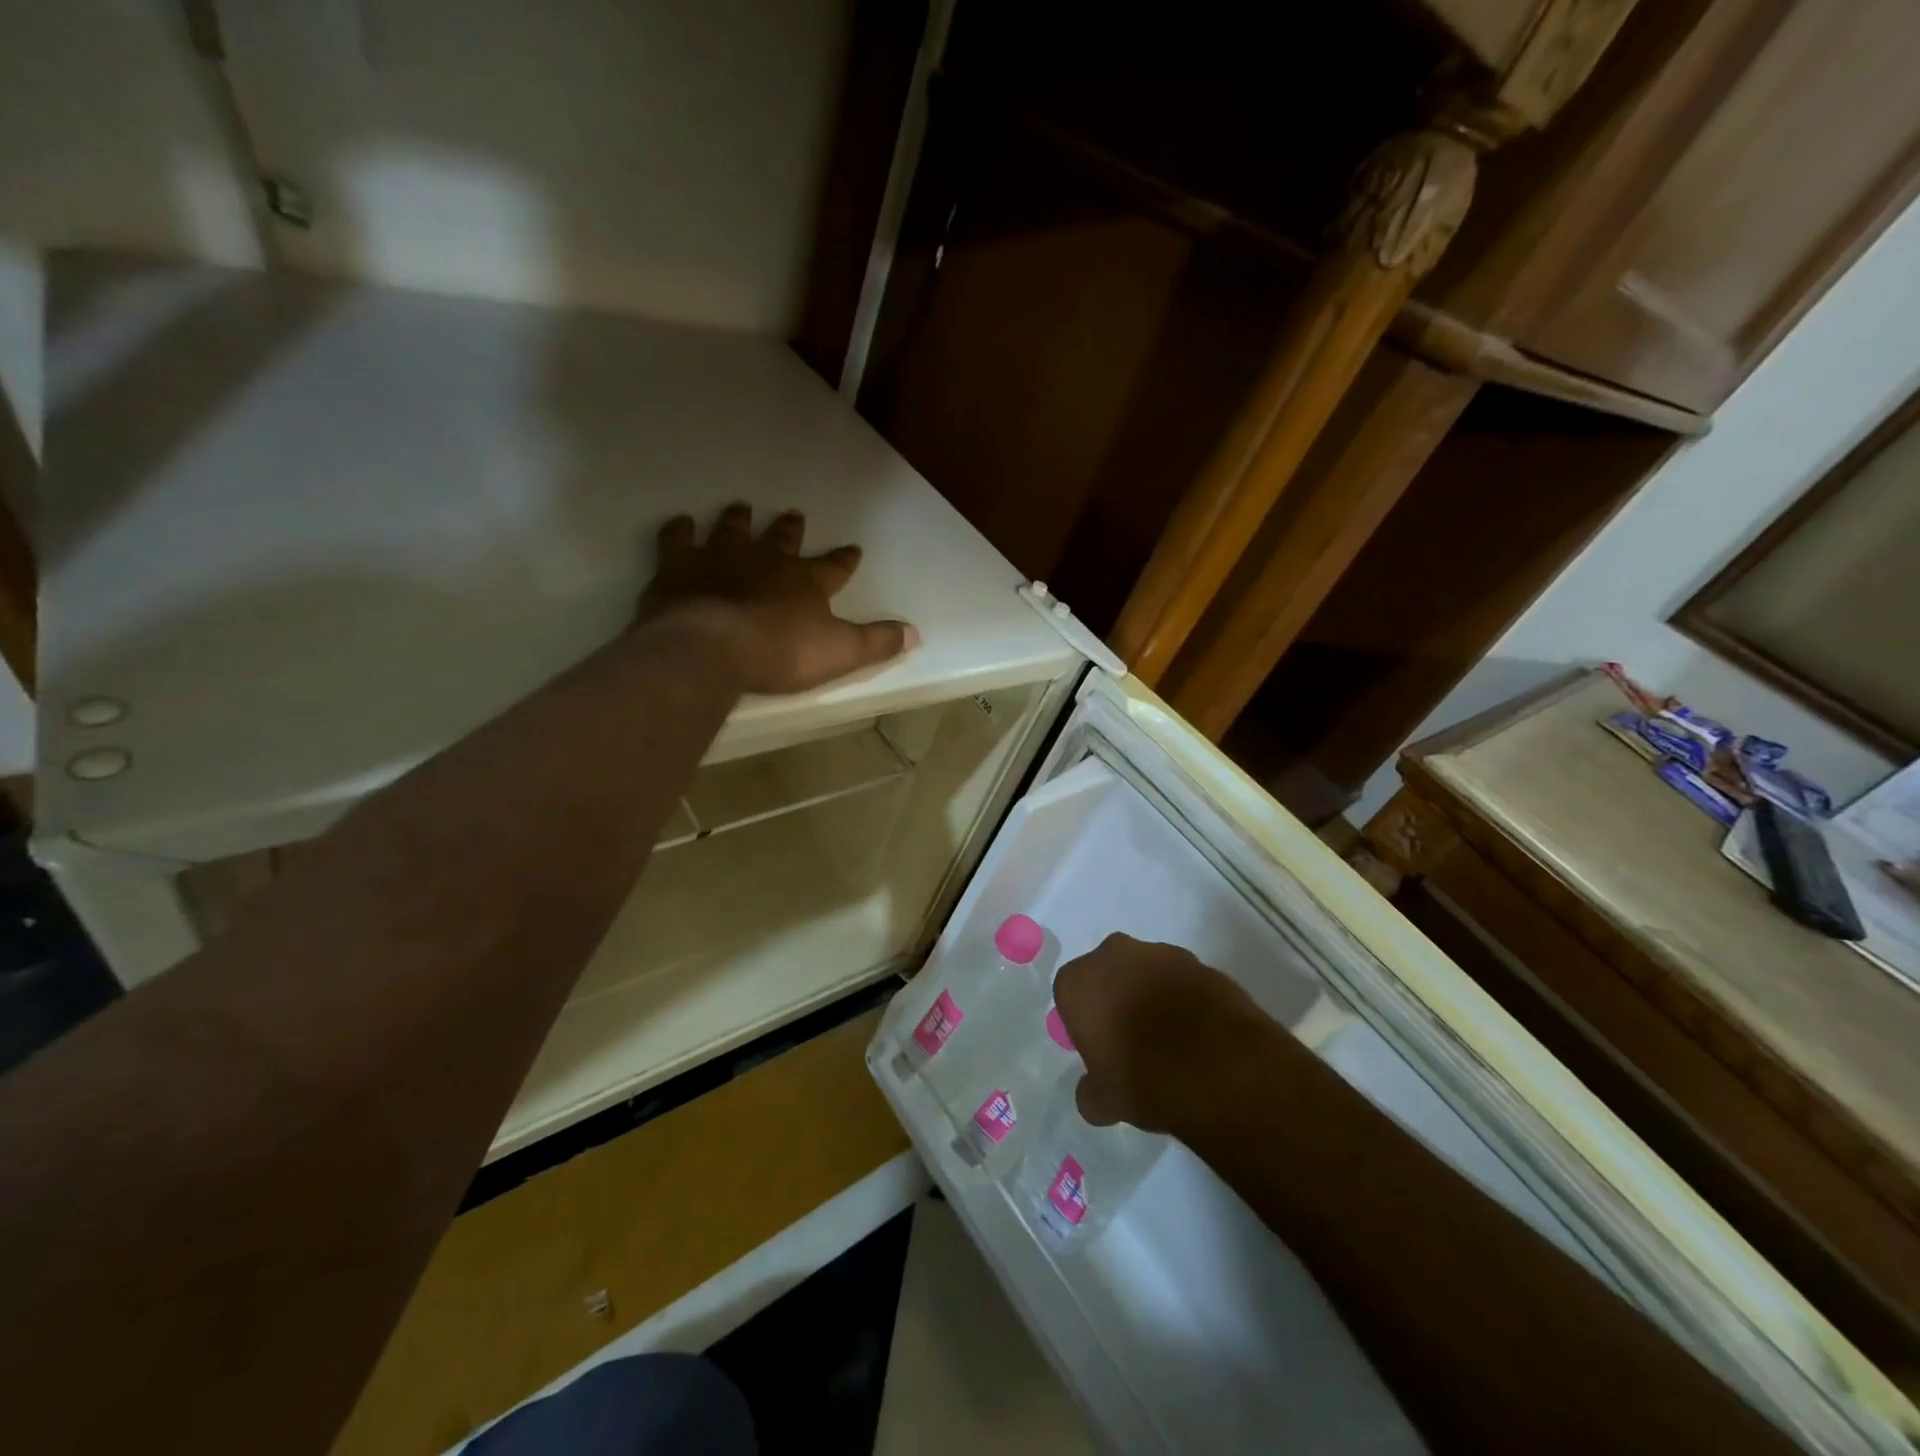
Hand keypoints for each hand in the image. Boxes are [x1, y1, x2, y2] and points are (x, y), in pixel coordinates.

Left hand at [638, 504, 918, 694]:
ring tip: (741, 507)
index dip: (844, 559)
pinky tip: (680, 522)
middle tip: (794, 515)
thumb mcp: (841, 653)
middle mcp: (766, 561)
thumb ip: (877, 642)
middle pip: (782, 539)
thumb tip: (915, 633)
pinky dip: (680, 530)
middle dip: (791, 529)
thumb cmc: (781, 652)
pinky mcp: (679, 567)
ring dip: (739, 520)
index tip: (853, 548)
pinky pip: (678, 539)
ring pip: (733, 530)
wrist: (713, 646)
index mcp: (805, 581)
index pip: (833, 566)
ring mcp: (720, 558)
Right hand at [1053, 933, 1280, 1133]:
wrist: (1218, 1066)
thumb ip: (1091, 1092)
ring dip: (1153, 995)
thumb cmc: (1144, 1078)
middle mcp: (1114, 955)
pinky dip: (1186, 999)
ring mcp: (1161, 953)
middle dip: (1117, 997)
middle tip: (1133, 1039)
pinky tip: (1200, 1034)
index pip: (1070, 995)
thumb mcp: (1105, 1102)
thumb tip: (1092, 1094)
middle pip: (1109, 974)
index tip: (1101, 1048)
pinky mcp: (1201, 963)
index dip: (1085, 1021)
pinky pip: (1183, 980)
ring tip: (1173, 1040)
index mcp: (1078, 982)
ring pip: (1148, 972)